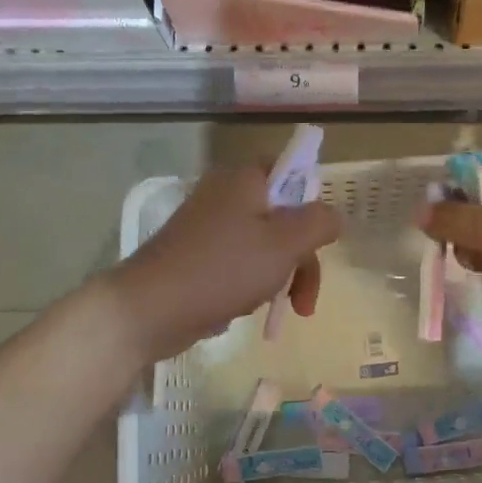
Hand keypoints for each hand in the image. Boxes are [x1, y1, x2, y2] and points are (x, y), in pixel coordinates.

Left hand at [109, 165, 341, 363]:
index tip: (319, 240)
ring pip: (263, 244)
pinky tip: (243, 310)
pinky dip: (249, 284)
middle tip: (305, 301)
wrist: (148, 308)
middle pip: (282, 215)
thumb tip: (333, 215)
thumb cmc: (223, 268)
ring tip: (275, 312)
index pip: (291, 169)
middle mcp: (225, 193)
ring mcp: (208, 225)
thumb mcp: (284, 244)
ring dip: (279, 277)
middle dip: (301, 259)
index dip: (311, 202)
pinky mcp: (196, 254)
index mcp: (246, 178)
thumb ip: (318, 223)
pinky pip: (237, 262)